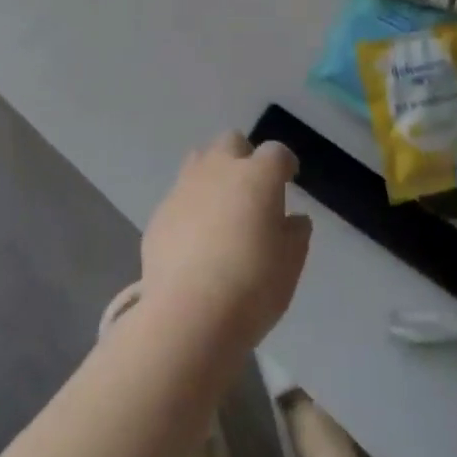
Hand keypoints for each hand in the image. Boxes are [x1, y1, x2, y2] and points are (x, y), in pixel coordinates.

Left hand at [141, 133, 311, 355]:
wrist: (188, 314)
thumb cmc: (252, 286)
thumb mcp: (290, 264)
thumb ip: (295, 234)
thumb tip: (292, 219)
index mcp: (257, 176)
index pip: (276, 152)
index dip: (284, 164)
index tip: (289, 178)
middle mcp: (219, 169)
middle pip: (232, 142)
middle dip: (243, 156)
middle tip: (251, 188)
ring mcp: (185, 187)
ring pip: (200, 160)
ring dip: (213, 174)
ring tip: (220, 207)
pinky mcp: (160, 212)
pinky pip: (179, 196)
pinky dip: (190, 207)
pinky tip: (194, 238)